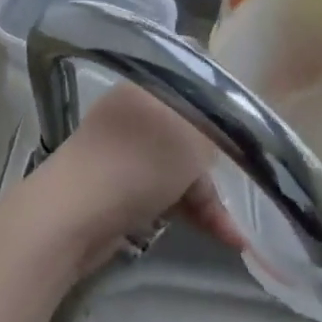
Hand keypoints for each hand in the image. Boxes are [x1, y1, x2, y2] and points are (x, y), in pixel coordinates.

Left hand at [44, 81, 244, 255]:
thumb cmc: (136, 166)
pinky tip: (221, 236)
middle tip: (249, 185)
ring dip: (208, 198)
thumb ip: (214, 127)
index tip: (252, 134)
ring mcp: (123, 152)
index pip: (196, 85)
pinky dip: (189, 210)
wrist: (70, 217)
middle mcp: (133, 114)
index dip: (226, 109)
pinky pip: (164, 192)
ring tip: (235, 235)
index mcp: (147, 87)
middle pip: (191, 132)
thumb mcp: (191, 137)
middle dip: (218, 165)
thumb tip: (223, 124)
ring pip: (179, 168)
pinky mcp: (117, 187)